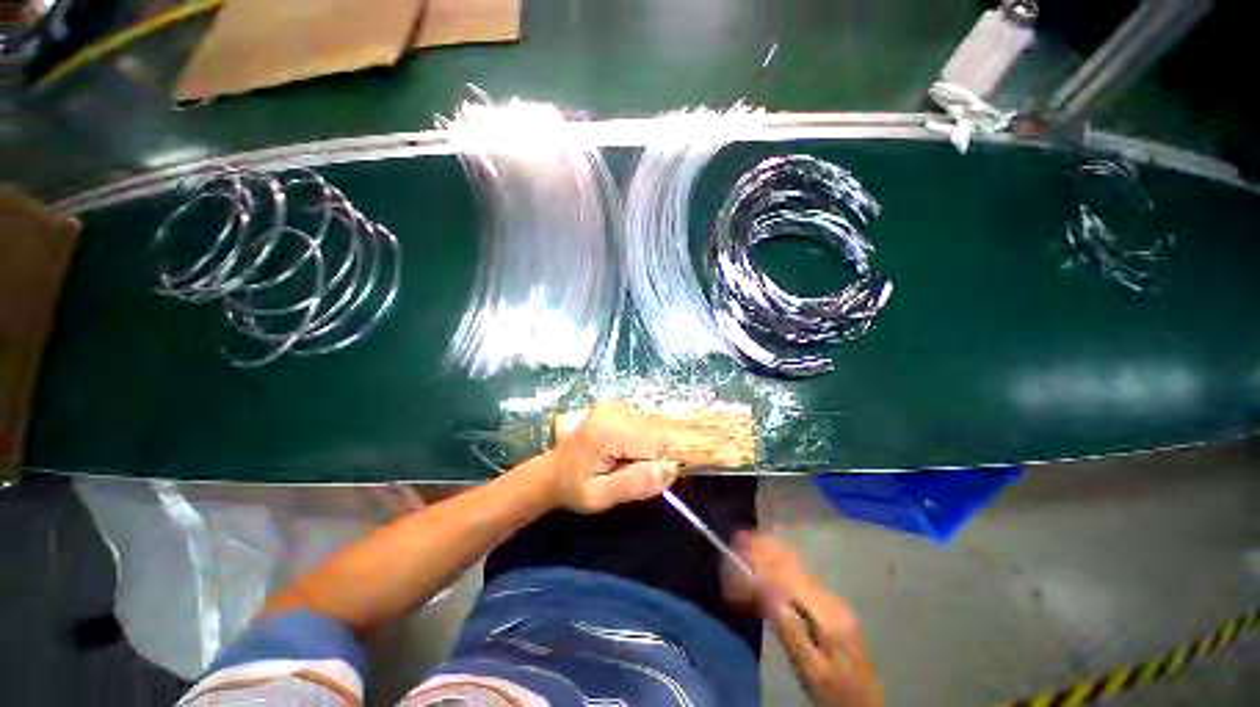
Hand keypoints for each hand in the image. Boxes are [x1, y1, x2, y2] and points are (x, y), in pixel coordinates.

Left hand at [544, 403, 678, 513]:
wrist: (551, 472)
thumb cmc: (574, 488)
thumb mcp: (601, 497)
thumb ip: (635, 483)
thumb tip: (673, 468)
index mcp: (609, 430)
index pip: (657, 441)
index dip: (654, 462)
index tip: (636, 476)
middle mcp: (614, 410)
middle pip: (658, 431)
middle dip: (652, 455)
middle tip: (627, 470)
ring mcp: (615, 406)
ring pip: (654, 427)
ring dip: (647, 448)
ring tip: (622, 461)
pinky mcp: (617, 408)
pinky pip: (645, 425)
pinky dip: (641, 441)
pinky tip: (622, 451)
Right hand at [727, 532, 884, 706]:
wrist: (865, 705)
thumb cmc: (834, 692)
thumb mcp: (809, 667)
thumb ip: (789, 627)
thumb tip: (763, 589)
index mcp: (827, 614)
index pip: (788, 576)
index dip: (760, 562)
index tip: (737, 553)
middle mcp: (831, 599)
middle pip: (792, 564)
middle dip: (763, 550)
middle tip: (737, 540)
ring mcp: (832, 600)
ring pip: (796, 566)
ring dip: (770, 552)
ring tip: (746, 542)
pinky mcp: (828, 605)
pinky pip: (799, 575)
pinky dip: (779, 563)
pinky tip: (766, 558)